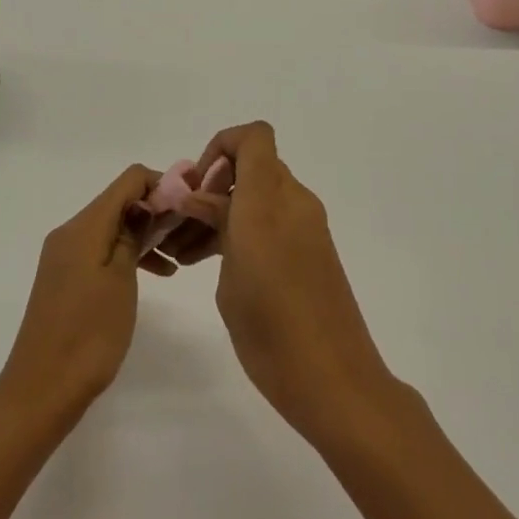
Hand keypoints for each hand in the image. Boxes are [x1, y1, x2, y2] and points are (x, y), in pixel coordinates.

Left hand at [0, 165, 164, 429]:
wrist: (41, 390)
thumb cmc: (88, 334)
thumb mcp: (120, 280)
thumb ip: (132, 235)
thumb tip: (145, 204)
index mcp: (83, 226)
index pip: (128, 180)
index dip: (161, 184)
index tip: (188, 205)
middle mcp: (70, 232)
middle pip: (119, 202)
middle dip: (155, 210)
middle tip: (188, 233)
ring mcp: (65, 256)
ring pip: (112, 227)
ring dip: (144, 235)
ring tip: (177, 256)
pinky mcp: (66, 278)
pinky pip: (101, 250)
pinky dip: (127, 254)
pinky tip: (155, 274)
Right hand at [166, 122, 398, 447]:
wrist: (336, 381)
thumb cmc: (273, 329)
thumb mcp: (231, 275)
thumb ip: (216, 225)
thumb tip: (197, 197)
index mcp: (270, 201)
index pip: (253, 137)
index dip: (221, 147)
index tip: (197, 186)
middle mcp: (293, 202)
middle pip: (252, 166)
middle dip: (214, 185)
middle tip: (183, 223)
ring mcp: (306, 226)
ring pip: (259, 196)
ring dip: (224, 211)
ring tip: (185, 252)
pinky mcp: (311, 251)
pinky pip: (272, 220)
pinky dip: (244, 229)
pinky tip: (210, 264)